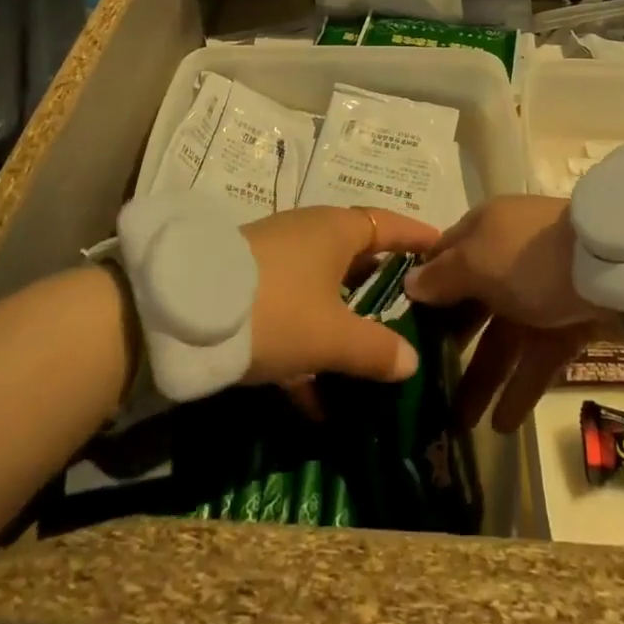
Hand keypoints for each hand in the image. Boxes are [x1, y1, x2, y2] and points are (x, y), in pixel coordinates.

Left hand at [240, 205, 440, 390]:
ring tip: (369, 355)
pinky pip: (293, 310)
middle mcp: (309, 233)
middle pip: (356, 253)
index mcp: (336, 230)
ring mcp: (276, 257)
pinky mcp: (249, 283)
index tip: (442, 245)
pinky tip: (314, 399)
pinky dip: (307, 344)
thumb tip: (411, 362)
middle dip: (381, 281)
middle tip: (412, 305)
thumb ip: (375, 349)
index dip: (416, 236)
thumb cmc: (276, 309)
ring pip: (323, 286)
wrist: (180, 312)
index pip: (388, 224)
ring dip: (344, 319)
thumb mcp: (331, 336)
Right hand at [403, 195, 610, 432]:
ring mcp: (541, 290)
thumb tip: (410, 285)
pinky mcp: (570, 320)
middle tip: (426, 384)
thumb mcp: (477, 261)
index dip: (422, 290)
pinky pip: (537, 357)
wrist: (616, 267)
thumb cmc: (532, 258)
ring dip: (482, 377)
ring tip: (460, 424)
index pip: (443, 258)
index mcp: (483, 230)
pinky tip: (501, 426)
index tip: (399, 326)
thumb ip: (442, 277)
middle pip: (471, 302)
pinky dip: (520, 388)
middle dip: (449, 343)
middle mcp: (508, 257)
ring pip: (503, 337)